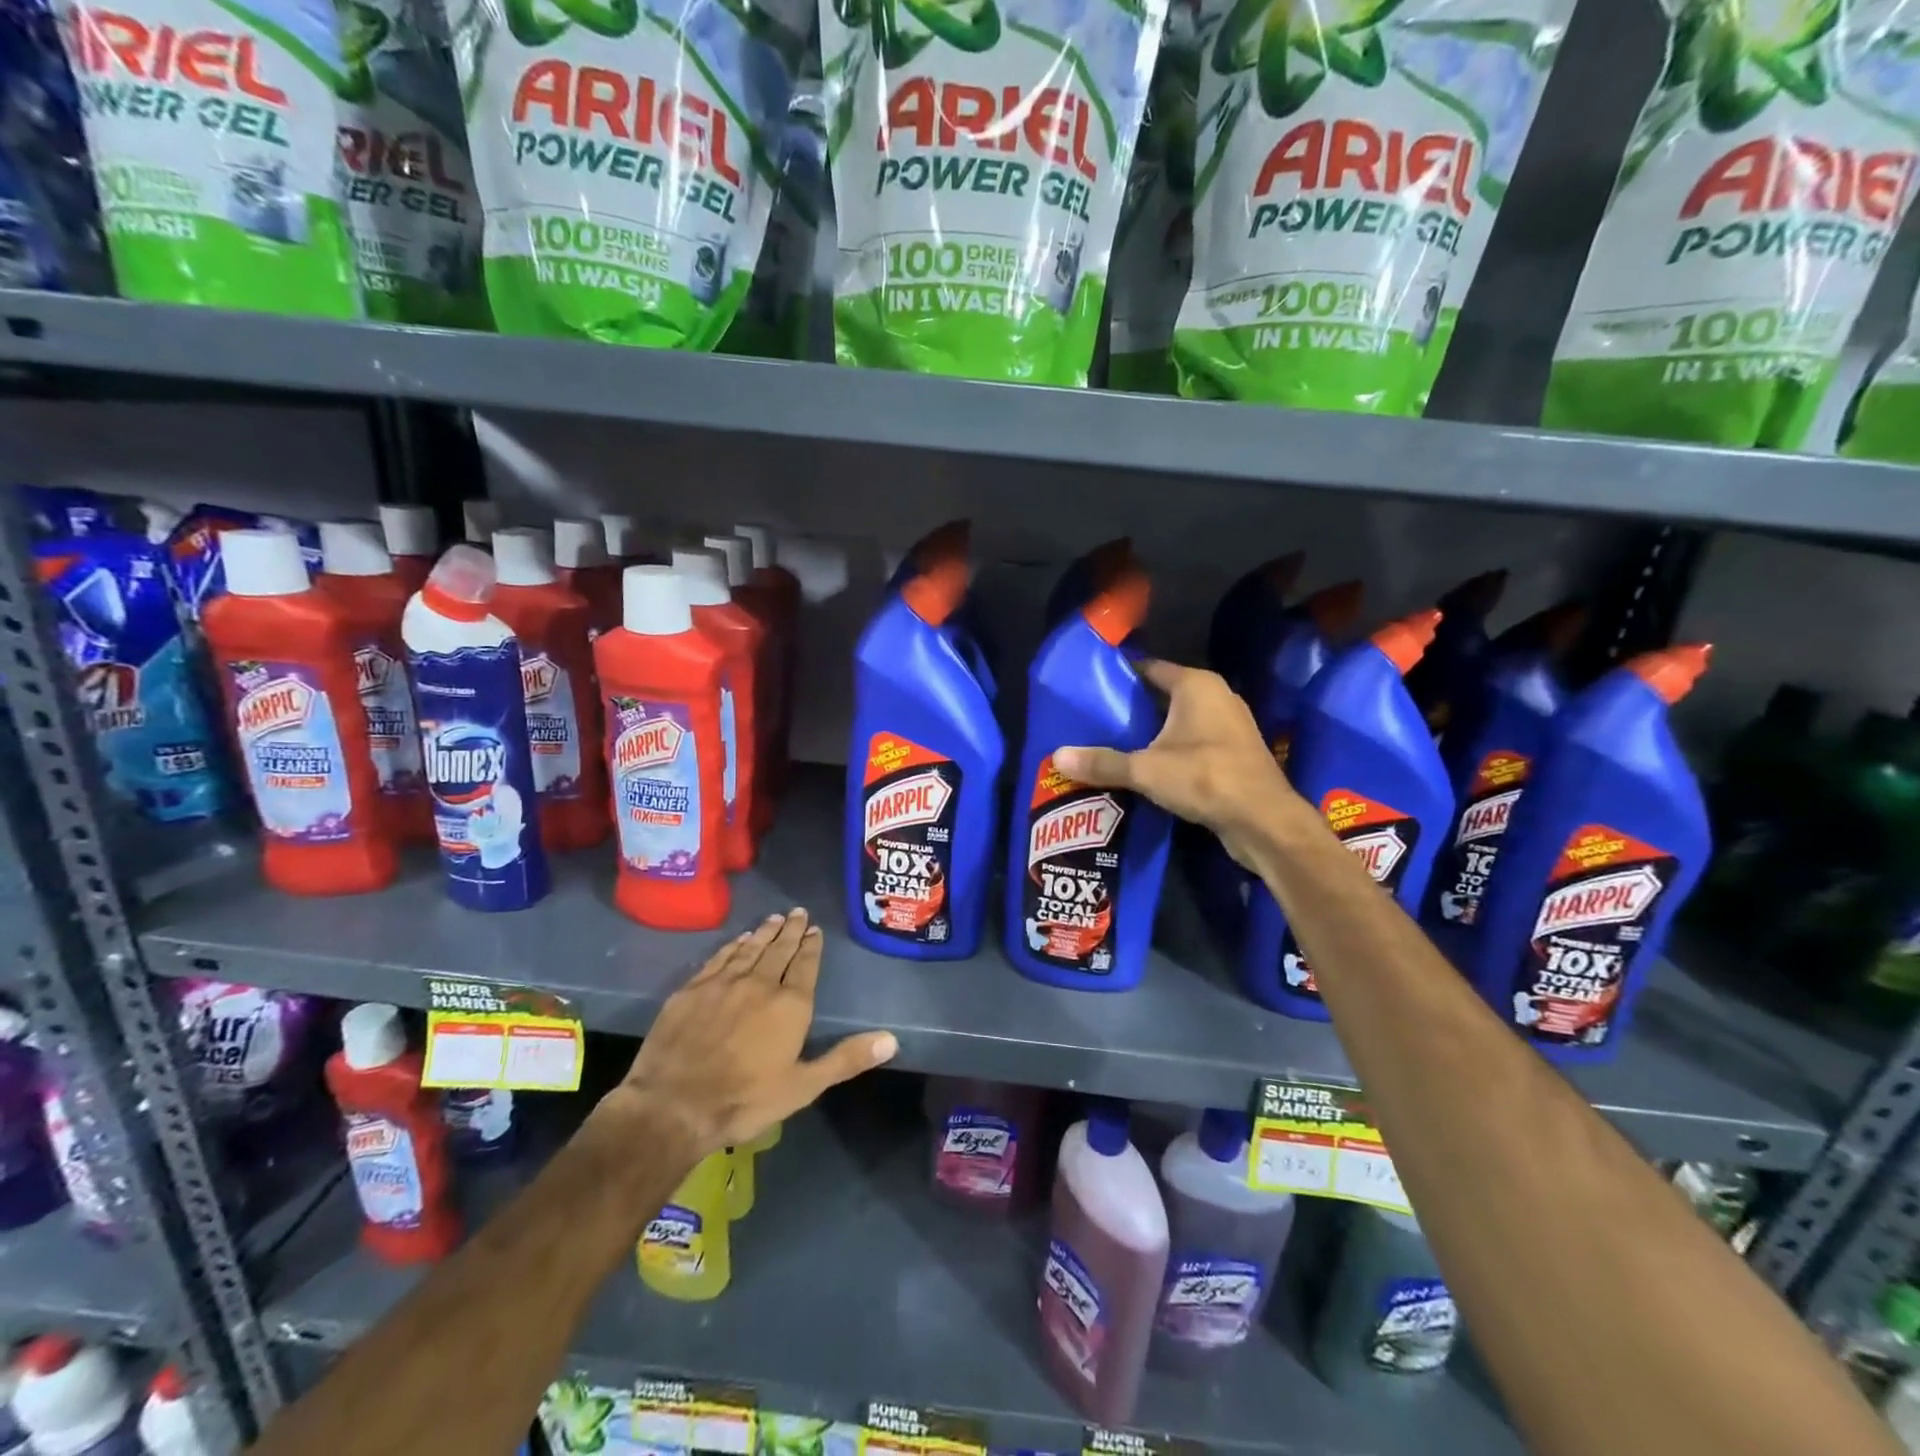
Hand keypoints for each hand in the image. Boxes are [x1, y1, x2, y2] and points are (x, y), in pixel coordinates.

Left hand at [609, 909, 896, 1159]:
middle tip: (798, 912)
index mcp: (790, 1005)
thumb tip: (892, 1039)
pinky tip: (738, 941)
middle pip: (779, 950)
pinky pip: (719, 958)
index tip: (815, 930)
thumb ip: (846, 1059)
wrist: (674, 1105)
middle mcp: (760, 984)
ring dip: (764, 933)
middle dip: (791, 931)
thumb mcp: (803, 1086)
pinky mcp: (692, 989)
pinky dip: (733, 946)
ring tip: (774, 919)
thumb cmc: (745, 1100)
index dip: (812, 947)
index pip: (806, 966)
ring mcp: (723, 983)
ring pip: (750, 949)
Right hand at [1054, 660, 1298, 869]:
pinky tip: (1146, 767)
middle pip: (1163, 695)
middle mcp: (1216, 696)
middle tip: (1094, 720)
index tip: (1090, 689)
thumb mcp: (1146, 770)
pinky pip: (1193, 741)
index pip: (1149, 668)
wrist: (1264, 821)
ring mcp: (1230, 725)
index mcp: (1196, 685)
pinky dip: (1171, 749)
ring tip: (1113, 743)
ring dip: (1151, 731)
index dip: (1119, 677)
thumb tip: (1057, 758)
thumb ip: (1102, 763)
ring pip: (1179, 720)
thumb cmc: (1206, 779)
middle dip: (1131, 708)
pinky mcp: (1234, 752)